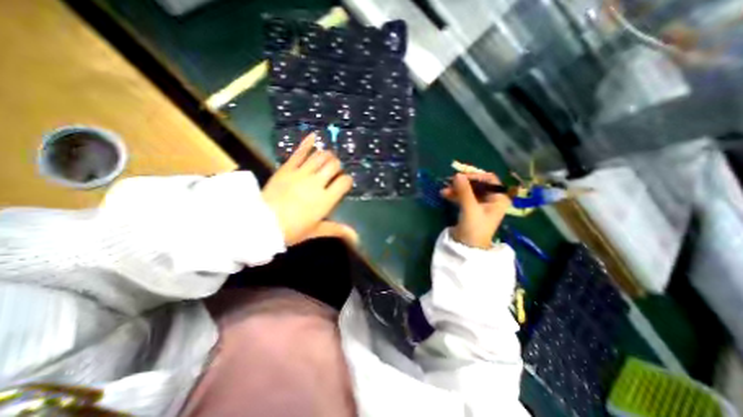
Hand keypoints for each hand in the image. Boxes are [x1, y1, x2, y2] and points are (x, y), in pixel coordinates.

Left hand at [261, 132, 356, 243]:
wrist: (261, 223)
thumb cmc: (291, 230)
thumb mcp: (316, 231)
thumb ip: (337, 229)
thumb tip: (356, 237)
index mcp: (325, 199)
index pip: (344, 182)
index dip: (347, 180)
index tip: (344, 183)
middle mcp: (316, 182)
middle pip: (334, 165)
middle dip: (337, 166)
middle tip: (333, 171)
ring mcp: (301, 173)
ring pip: (320, 156)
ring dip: (326, 155)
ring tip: (326, 158)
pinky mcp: (287, 168)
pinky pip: (299, 152)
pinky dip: (307, 143)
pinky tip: (314, 135)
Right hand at [439, 171, 511, 248]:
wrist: (468, 247)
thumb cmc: (474, 228)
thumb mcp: (470, 208)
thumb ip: (464, 191)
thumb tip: (457, 175)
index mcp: (498, 198)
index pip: (489, 179)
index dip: (475, 176)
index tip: (460, 178)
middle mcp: (491, 199)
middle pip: (478, 184)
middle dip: (463, 183)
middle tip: (449, 182)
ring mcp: (481, 203)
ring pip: (469, 190)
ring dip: (457, 189)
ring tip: (444, 190)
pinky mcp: (471, 208)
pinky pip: (464, 197)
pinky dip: (455, 195)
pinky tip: (445, 194)